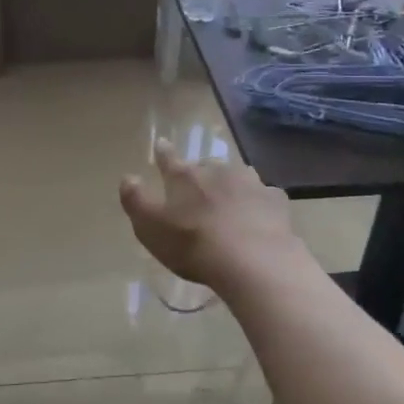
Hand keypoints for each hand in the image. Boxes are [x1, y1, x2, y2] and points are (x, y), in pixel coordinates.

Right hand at [118, 139, 298, 289]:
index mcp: (185, 177)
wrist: (252, 260)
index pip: (169, 159)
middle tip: (199, 189)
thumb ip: (136, 200)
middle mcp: (217, 171)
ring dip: (231, 185)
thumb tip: (128, 177)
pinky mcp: (275, 201)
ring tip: (230, 201)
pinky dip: (258, 204)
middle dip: (202, 174)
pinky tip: (259, 217)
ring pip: (237, 176)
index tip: (161, 143)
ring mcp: (250, 183)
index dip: (163, 152)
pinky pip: (264, 197)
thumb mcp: (151, 227)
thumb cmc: (193, 244)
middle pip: (207, 166)